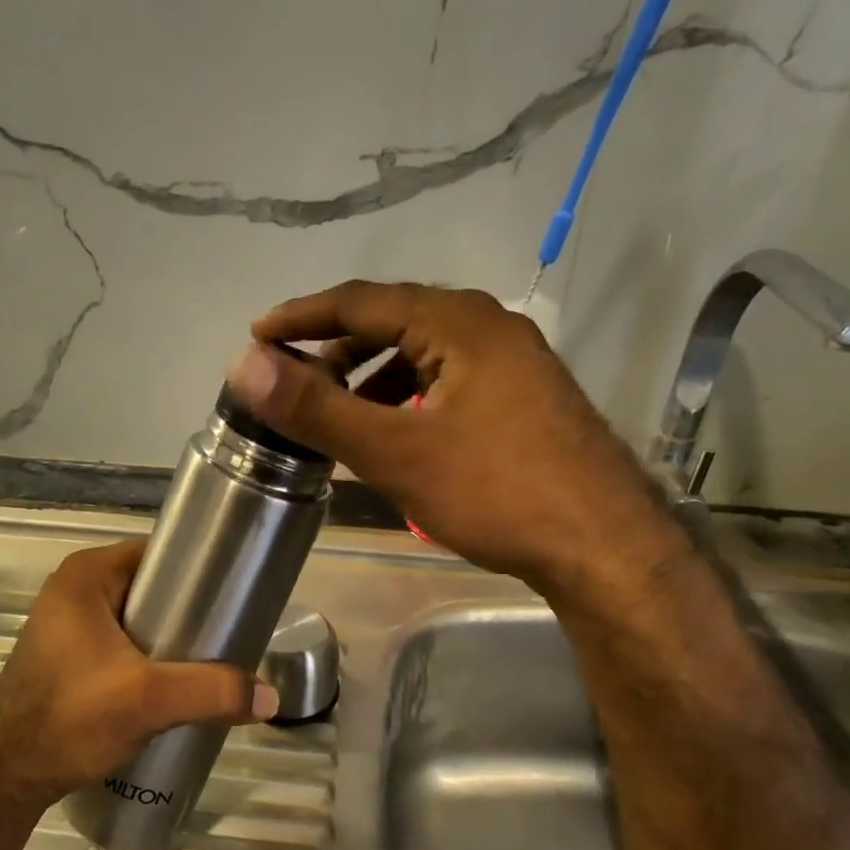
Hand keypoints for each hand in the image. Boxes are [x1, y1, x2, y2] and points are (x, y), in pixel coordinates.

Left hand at [0, 540, 277, 806]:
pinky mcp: (66, 657)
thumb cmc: (70, 717)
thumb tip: (271, 698)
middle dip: (188, 610)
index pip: (158, 554)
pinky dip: (148, 656)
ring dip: (170, 638)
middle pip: (150, 587)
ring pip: (136, 618)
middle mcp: (73, 590)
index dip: (197, 570)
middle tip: (227, 634)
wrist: (4, 777)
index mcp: (86, 575)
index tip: (233, 594)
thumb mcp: (148, 699)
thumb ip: (211, 691)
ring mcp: (66, 625)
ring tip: (209, 660)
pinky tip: (173, 682)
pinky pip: (121, 642)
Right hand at [228, 282, 656, 590]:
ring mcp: (513, 362)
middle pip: (393, 321)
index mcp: (458, 321)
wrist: (604, 548)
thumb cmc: (496, 492)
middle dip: (336, 348)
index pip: (361, 301)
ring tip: (335, 411)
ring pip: (422, 353)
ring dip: (371, 376)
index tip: (257, 336)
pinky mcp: (523, 397)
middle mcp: (489, 326)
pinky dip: (407, 397)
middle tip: (292, 379)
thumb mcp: (395, 451)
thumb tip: (244, 365)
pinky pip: (447, 379)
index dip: (302, 317)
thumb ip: (317, 408)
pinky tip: (393, 432)